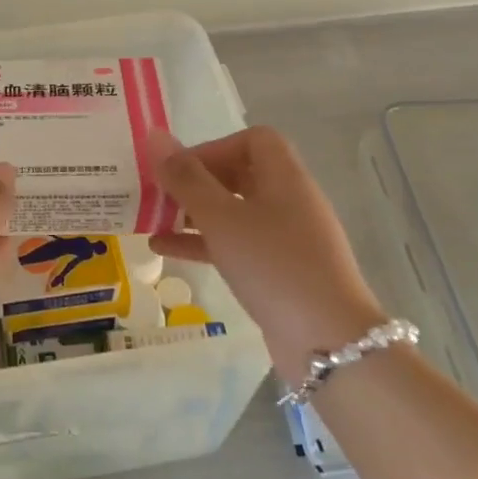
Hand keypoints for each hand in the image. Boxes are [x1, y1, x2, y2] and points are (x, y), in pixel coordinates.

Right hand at [147, 126, 385, 383]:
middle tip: (158, 193)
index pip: (253, 140)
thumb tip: (155, 136)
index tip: (180, 168)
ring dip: (193, 213)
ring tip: (151, 220)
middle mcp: (288, 200)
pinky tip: (163, 250)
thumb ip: (186, 178)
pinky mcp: (278, 271)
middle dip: (196, 181)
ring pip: (233, 212)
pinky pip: (235, 244)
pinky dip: (202, 243)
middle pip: (240, 174)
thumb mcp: (221, 218)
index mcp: (284, 177)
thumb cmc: (272, 265)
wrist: (326, 341)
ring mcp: (286, 238)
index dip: (215, 146)